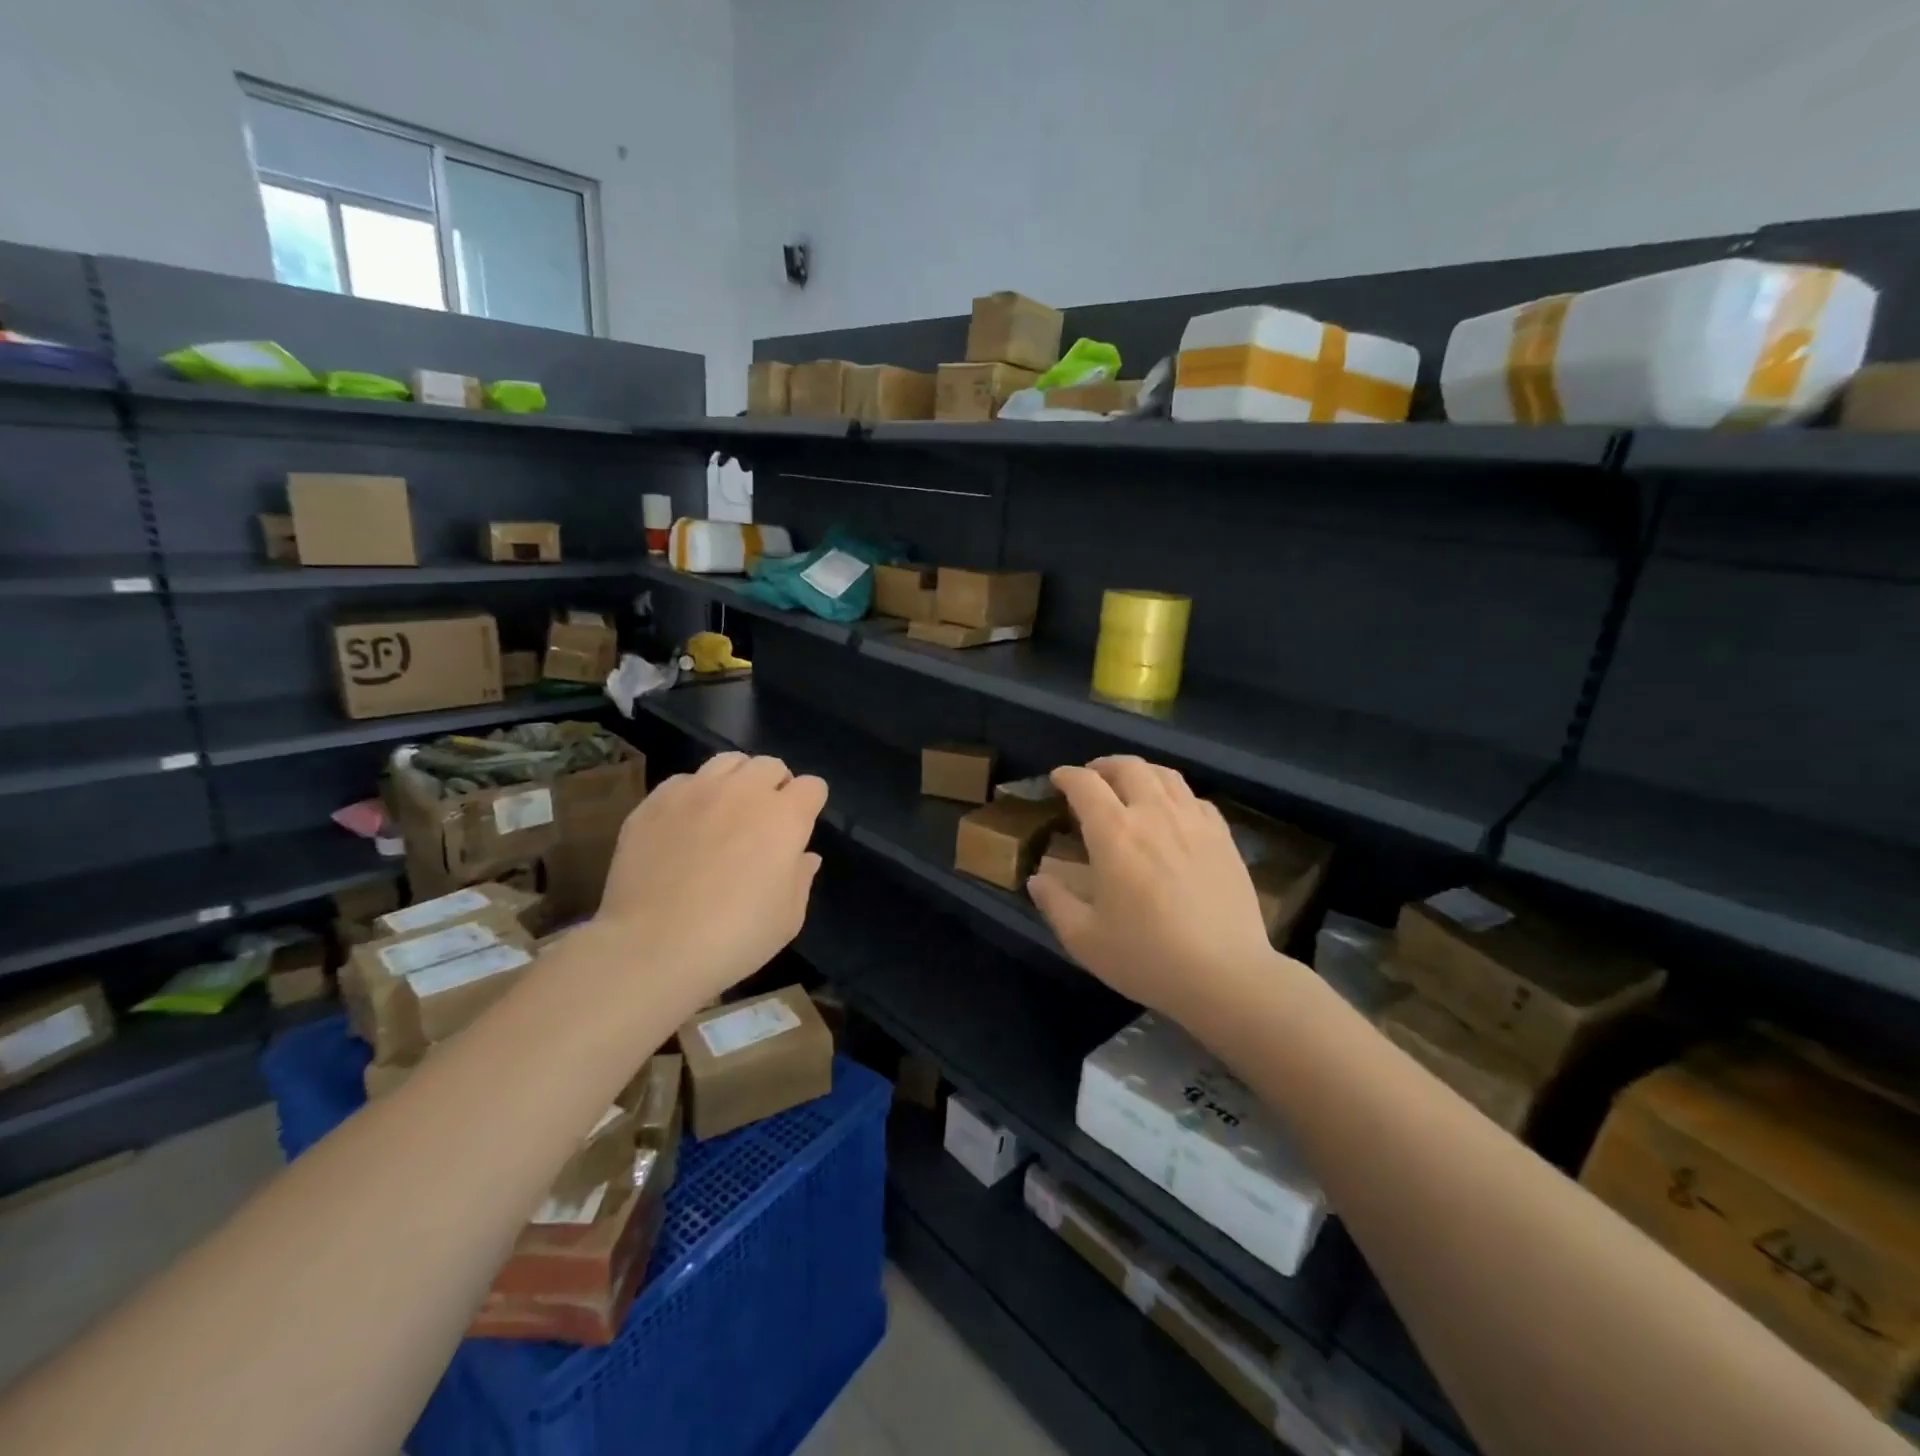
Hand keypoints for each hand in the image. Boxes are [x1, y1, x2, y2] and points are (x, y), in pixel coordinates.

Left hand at [595, 752, 826, 1006]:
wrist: (652, 948)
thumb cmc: (734, 937)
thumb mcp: (788, 918)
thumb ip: (801, 878)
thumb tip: (804, 856)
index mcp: (785, 817)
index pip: (812, 786)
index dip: (810, 804)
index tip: (801, 827)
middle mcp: (743, 791)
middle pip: (771, 765)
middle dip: (776, 785)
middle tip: (766, 819)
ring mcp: (695, 791)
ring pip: (728, 762)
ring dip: (737, 780)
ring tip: (727, 810)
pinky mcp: (655, 801)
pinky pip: (685, 780)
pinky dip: (694, 794)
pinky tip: (686, 825)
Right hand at [1027, 757, 1280, 1020]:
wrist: (1226, 975)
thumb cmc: (1147, 957)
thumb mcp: (1084, 939)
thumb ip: (1055, 903)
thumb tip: (1037, 879)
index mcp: (1114, 833)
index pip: (1085, 784)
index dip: (1067, 776)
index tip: (1057, 780)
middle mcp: (1154, 814)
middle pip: (1128, 767)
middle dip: (1103, 766)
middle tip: (1092, 779)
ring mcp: (1194, 822)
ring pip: (1166, 775)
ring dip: (1141, 772)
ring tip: (1130, 786)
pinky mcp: (1224, 838)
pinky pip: (1196, 799)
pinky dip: (1175, 795)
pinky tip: (1173, 813)